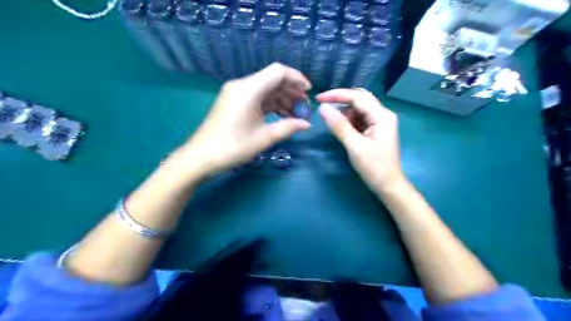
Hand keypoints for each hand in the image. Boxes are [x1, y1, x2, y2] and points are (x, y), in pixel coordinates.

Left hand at [180, 63, 311, 176]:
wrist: (201, 157)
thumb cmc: (232, 147)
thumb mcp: (263, 138)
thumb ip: (288, 127)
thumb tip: (307, 124)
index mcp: (249, 89)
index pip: (278, 72)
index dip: (296, 78)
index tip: (309, 92)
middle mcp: (242, 86)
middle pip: (272, 80)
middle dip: (291, 91)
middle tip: (304, 107)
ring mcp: (236, 94)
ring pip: (265, 89)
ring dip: (282, 99)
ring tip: (296, 114)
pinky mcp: (234, 103)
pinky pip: (257, 98)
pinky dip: (271, 105)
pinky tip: (282, 115)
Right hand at [317, 88, 405, 193]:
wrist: (388, 186)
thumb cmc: (374, 167)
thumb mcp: (354, 146)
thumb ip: (339, 126)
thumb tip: (322, 108)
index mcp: (382, 116)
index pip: (357, 97)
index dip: (337, 95)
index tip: (318, 99)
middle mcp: (383, 114)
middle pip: (359, 99)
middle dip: (341, 102)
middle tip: (323, 108)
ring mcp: (380, 122)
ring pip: (359, 109)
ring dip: (344, 113)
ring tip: (332, 124)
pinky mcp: (375, 130)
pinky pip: (360, 119)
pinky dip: (348, 121)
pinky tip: (341, 129)